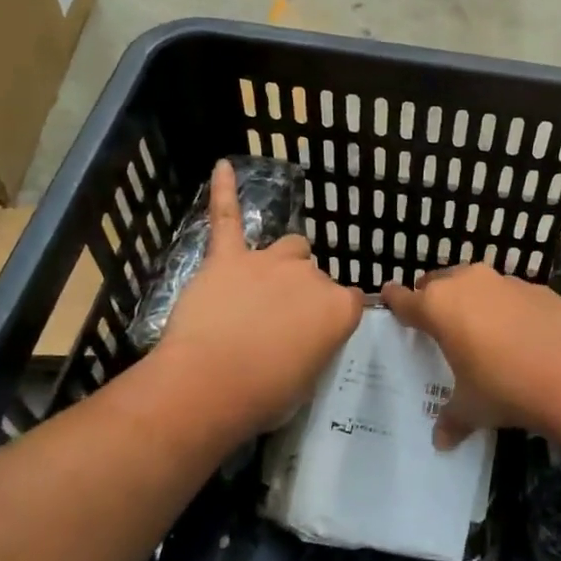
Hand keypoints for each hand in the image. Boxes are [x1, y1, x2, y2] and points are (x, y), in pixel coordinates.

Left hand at [154, 161, 363, 436]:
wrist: (210, 385)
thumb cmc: (265, 394)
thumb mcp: (309, 377)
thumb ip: (316, 344)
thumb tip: (304, 337)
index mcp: (339, 308)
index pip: (350, 301)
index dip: (331, 319)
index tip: (316, 337)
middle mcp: (311, 276)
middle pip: (315, 273)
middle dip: (303, 293)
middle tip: (280, 324)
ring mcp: (268, 262)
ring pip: (289, 246)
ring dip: (281, 262)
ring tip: (263, 285)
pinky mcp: (227, 259)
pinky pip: (227, 218)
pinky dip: (223, 192)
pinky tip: (222, 167)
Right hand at [381, 263, 560, 448]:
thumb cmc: (504, 388)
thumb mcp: (471, 408)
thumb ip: (452, 419)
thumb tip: (442, 441)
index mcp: (439, 307)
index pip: (405, 299)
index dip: (395, 300)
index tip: (388, 297)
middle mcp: (468, 284)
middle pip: (439, 282)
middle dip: (433, 297)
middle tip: (434, 320)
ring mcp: (505, 282)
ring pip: (476, 283)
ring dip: (471, 299)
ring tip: (477, 326)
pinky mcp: (538, 288)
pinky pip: (510, 294)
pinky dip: (507, 307)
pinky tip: (518, 334)